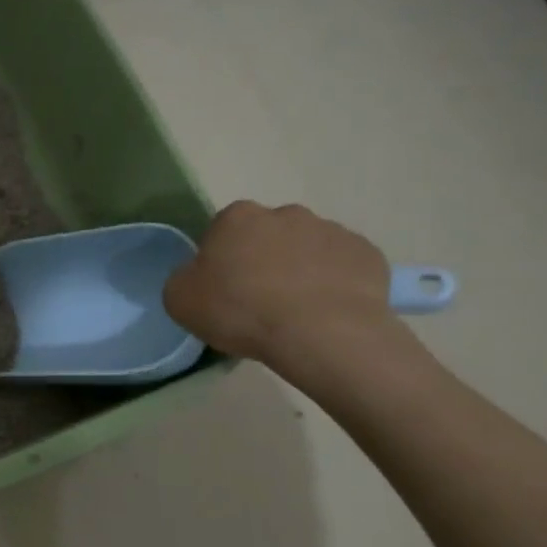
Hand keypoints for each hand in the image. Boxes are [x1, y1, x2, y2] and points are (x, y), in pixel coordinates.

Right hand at [163, 201, 402, 371]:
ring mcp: (331, 230)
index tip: (223, 289)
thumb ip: (184, 278)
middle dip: (263, 259)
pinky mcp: (367, 254)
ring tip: (296, 312)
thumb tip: (200, 276)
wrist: (321, 333)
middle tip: (258, 301)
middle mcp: (285, 213)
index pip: (221, 231)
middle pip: (267, 235)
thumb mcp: (180, 299)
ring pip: (307, 249)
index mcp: (237, 217)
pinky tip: (326, 313)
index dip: (220, 260)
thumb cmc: (241, 311)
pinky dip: (334, 284)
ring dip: (300, 270)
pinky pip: (342, 267)